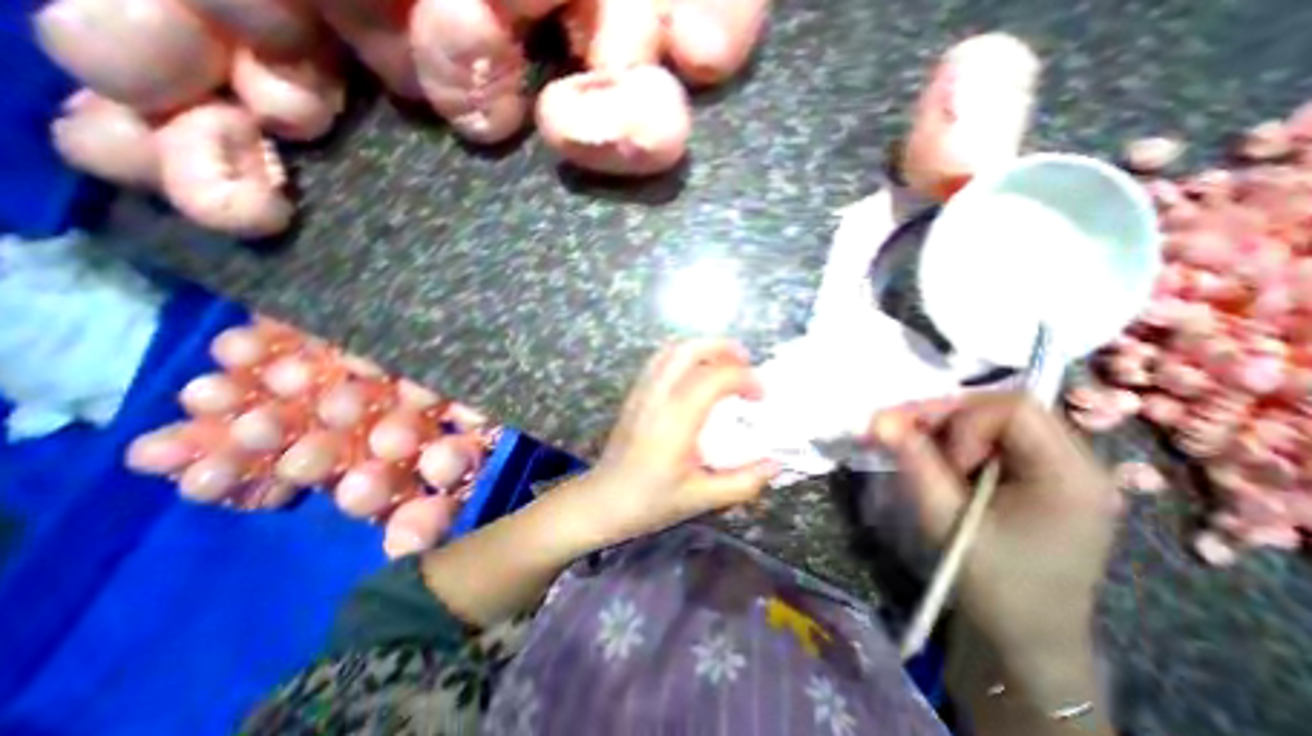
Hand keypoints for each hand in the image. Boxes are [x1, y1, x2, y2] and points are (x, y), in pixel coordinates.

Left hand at [575, 340, 776, 546]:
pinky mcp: (634, 395)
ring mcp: (642, 392)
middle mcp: (658, 396)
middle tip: (746, 362)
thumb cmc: (650, 502)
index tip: (760, 397)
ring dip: (703, 349)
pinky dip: (684, 357)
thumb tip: (775, 463)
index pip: (715, 378)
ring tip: (724, 365)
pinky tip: (695, 376)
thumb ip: (743, 482)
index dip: (745, 379)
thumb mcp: (702, 498)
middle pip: (689, 349)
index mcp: (677, 420)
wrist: (602, 502)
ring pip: (671, 350)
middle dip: (723, 347)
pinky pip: (660, 361)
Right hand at [870, 392, 1117, 663]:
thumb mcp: (946, 519)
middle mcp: (1074, 465)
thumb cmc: (993, 584)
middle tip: (901, 434)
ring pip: (991, 421)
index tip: (933, 454)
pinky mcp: (1036, 479)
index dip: (962, 419)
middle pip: (1002, 409)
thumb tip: (880, 419)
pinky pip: (989, 440)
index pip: (1013, 409)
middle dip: (945, 416)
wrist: (1025, 637)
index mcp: (1070, 476)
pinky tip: (926, 457)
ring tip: (908, 446)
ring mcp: (1058, 471)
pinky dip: (951, 441)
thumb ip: (915, 463)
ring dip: (943, 428)